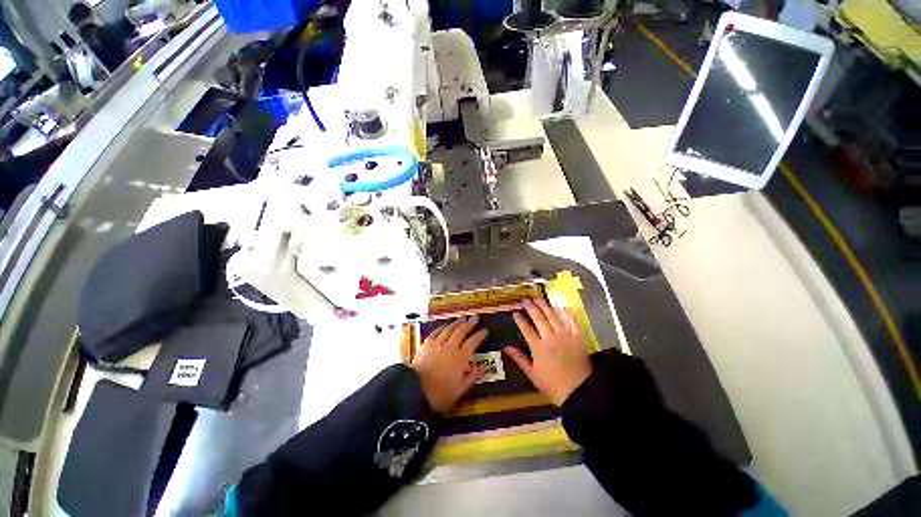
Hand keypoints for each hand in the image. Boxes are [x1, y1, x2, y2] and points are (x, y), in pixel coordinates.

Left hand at [411, 315, 487, 412]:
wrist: (415, 391)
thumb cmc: (440, 394)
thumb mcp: (460, 390)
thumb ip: (472, 377)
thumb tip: (484, 367)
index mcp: (461, 358)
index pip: (473, 342)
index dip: (480, 335)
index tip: (485, 330)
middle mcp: (451, 347)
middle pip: (462, 331)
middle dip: (470, 324)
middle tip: (475, 318)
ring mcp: (438, 344)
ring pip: (449, 329)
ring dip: (457, 323)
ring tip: (463, 318)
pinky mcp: (427, 344)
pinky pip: (436, 332)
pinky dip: (442, 327)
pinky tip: (445, 326)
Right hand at [504, 299, 591, 405]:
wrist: (578, 392)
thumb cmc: (552, 384)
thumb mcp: (532, 374)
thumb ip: (519, 358)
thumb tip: (506, 347)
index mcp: (538, 347)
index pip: (526, 329)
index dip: (520, 320)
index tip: (515, 313)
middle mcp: (550, 337)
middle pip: (539, 319)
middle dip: (531, 308)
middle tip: (525, 300)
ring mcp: (565, 336)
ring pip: (553, 317)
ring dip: (545, 306)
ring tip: (538, 299)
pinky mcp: (577, 338)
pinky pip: (573, 323)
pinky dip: (569, 314)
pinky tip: (564, 307)